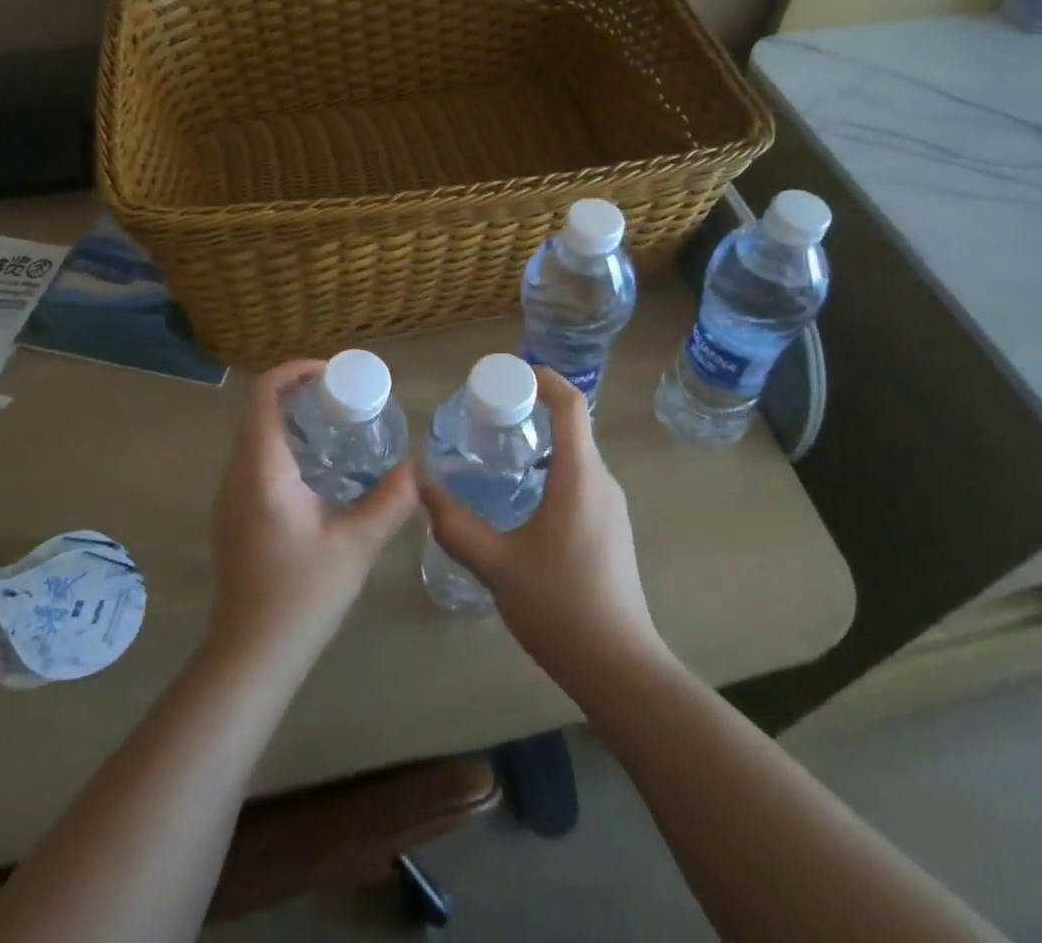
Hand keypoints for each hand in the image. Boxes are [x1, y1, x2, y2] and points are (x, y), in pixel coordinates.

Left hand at [207, 360, 418, 675]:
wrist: (252, 655)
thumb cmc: (302, 594)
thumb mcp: (357, 544)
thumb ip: (390, 500)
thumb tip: (415, 467)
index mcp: (262, 469)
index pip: (264, 395)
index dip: (293, 371)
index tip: (331, 372)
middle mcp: (237, 474)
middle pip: (258, 411)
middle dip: (297, 393)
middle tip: (342, 398)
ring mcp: (230, 497)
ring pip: (254, 437)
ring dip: (289, 420)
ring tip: (335, 426)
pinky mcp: (234, 516)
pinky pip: (254, 461)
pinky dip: (282, 446)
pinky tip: (318, 470)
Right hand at [418, 367, 665, 695]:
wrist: (620, 668)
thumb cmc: (559, 606)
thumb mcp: (497, 565)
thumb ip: (456, 525)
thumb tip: (421, 486)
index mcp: (580, 475)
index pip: (571, 404)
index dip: (543, 378)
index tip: (509, 373)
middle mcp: (602, 481)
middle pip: (573, 426)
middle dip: (533, 410)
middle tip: (488, 414)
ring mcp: (611, 507)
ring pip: (576, 456)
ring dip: (541, 444)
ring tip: (498, 452)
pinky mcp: (611, 530)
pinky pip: (580, 481)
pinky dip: (550, 471)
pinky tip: (521, 499)